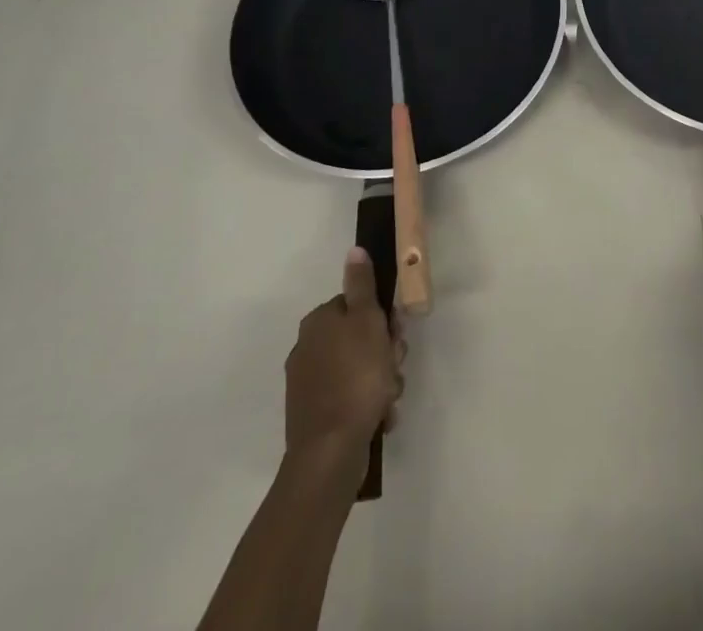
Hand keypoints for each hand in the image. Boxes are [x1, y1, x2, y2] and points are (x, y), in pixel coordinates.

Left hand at [284, 249, 405, 470]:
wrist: (330, 452)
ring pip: (360, 370)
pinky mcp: (316, 416)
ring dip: (382, 381)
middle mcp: (308, 348)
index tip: (395, 334)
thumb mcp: (366, 321)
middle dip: (385, 352)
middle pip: (360, 338)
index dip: (382, 319)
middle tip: (393, 367)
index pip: (357, 306)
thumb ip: (362, 285)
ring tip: (388, 398)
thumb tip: (354, 250)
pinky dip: (369, 406)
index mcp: (318, 322)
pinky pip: (352, 400)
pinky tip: (380, 417)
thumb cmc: (355, 378)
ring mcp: (310, 385)